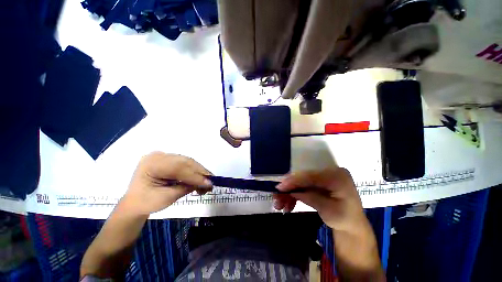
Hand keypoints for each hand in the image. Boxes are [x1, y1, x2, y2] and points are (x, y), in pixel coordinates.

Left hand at [121, 152, 211, 214]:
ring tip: (207, 182)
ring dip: (199, 172)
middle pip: (185, 162)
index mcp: (151, 164)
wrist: (135, 203)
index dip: (195, 176)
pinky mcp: (169, 159)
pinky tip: (199, 178)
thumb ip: (186, 188)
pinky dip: (194, 171)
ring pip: (188, 161)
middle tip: (211, 182)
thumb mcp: (166, 198)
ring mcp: (164, 156)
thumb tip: (206, 183)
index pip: (178, 167)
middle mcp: (158, 156)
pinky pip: (185, 163)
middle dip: (200, 172)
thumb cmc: (146, 203)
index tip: (209, 183)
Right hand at [274, 168, 366, 232]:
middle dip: (289, 188)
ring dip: (289, 193)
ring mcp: (322, 177)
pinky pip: (302, 186)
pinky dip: (294, 195)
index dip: (294, 180)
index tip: (280, 187)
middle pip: (303, 177)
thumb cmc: (345, 218)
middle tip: (277, 197)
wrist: (352, 224)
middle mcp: (329, 172)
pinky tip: (288, 204)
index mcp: (337, 176)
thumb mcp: (328, 211)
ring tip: (280, 205)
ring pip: (300, 182)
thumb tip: (291, 191)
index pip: (311, 176)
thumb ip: (310, 198)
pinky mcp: (317, 182)